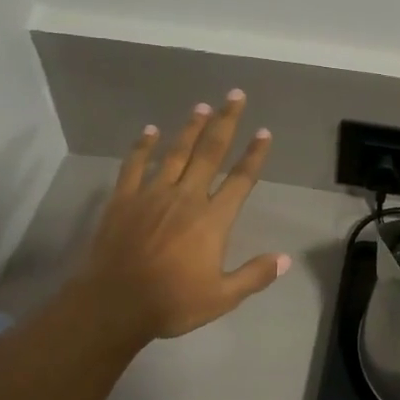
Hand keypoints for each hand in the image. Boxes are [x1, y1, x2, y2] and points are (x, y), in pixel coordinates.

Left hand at [74, 90, 290, 341]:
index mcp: (212, 219)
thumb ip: (254, 275)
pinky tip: (149, 130)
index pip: (240, 180)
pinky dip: (142, 146)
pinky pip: (134, 165)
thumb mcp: (221, 298)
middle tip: (234, 96)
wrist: (114, 303)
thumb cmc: (171, 302)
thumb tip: (285, 259)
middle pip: (210, 152)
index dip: (254, 155)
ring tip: (201, 106)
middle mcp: (186, 197)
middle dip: (225, 122)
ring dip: (190, 128)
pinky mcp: (123, 199)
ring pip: (175, 153)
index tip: (264, 132)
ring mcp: (152, 194)